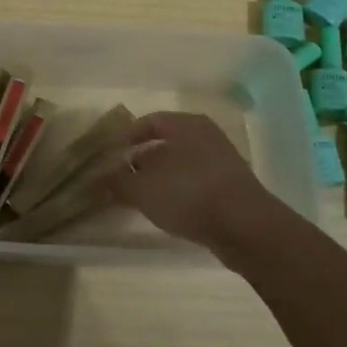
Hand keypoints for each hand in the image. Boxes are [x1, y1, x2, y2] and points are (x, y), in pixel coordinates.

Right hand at [102, 112, 288, 265]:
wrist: (246, 226)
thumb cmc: (188, 194)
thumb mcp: (143, 189)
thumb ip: (118, 182)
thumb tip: (100, 177)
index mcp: (184, 124)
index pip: (148, 121)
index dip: (127, 136)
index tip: (111, 154)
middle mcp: (205, 134)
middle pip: (167, 140)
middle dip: (144, 157)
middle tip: (124, 175)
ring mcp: (222, 158)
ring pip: (183, 160)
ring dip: (162, 175)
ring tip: (144, 195)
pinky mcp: (233, 183)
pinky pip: (198, 178)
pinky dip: (181, 188)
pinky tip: (171, 207)